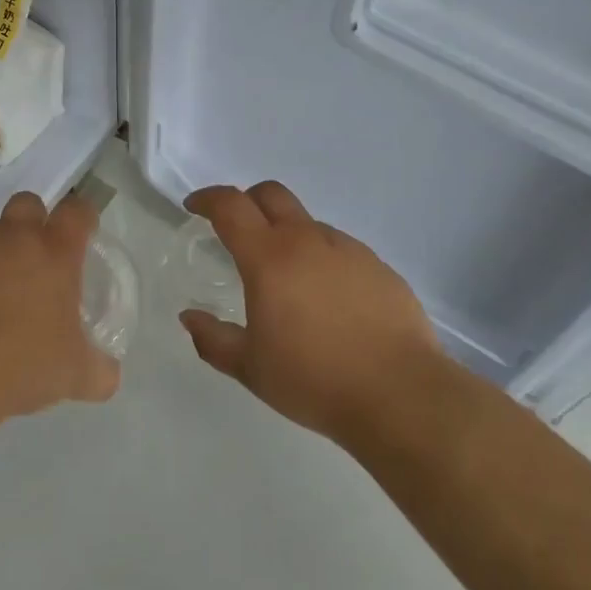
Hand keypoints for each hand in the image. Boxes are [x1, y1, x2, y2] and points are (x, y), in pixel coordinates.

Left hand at [0, 192, 119, 431]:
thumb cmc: (22, 363)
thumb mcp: (73, 375)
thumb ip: (98, 370)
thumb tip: (109, 376)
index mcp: (55, 252)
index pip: (77, 211)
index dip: (83, 217)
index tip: (85, 232)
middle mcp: (13, 239)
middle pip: (27, 203)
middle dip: (34, 219)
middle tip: (38, 254)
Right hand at [178, 182, 443, 441]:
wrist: (400, 394)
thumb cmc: (314, 380)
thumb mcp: (251, 368)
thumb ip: (213, 340)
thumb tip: (190, 317)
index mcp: (270, 258)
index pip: (231, 206)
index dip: (208, 198)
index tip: (194, 207)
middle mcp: (308, 241)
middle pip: (271, 194)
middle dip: (247, 201)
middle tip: (236, 229)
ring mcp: (349, 250)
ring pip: (308, 224)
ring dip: (288, 236)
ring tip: (288, 281)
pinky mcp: (379, 266)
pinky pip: (340, 250)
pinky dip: (322, 260)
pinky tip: (329, 302)